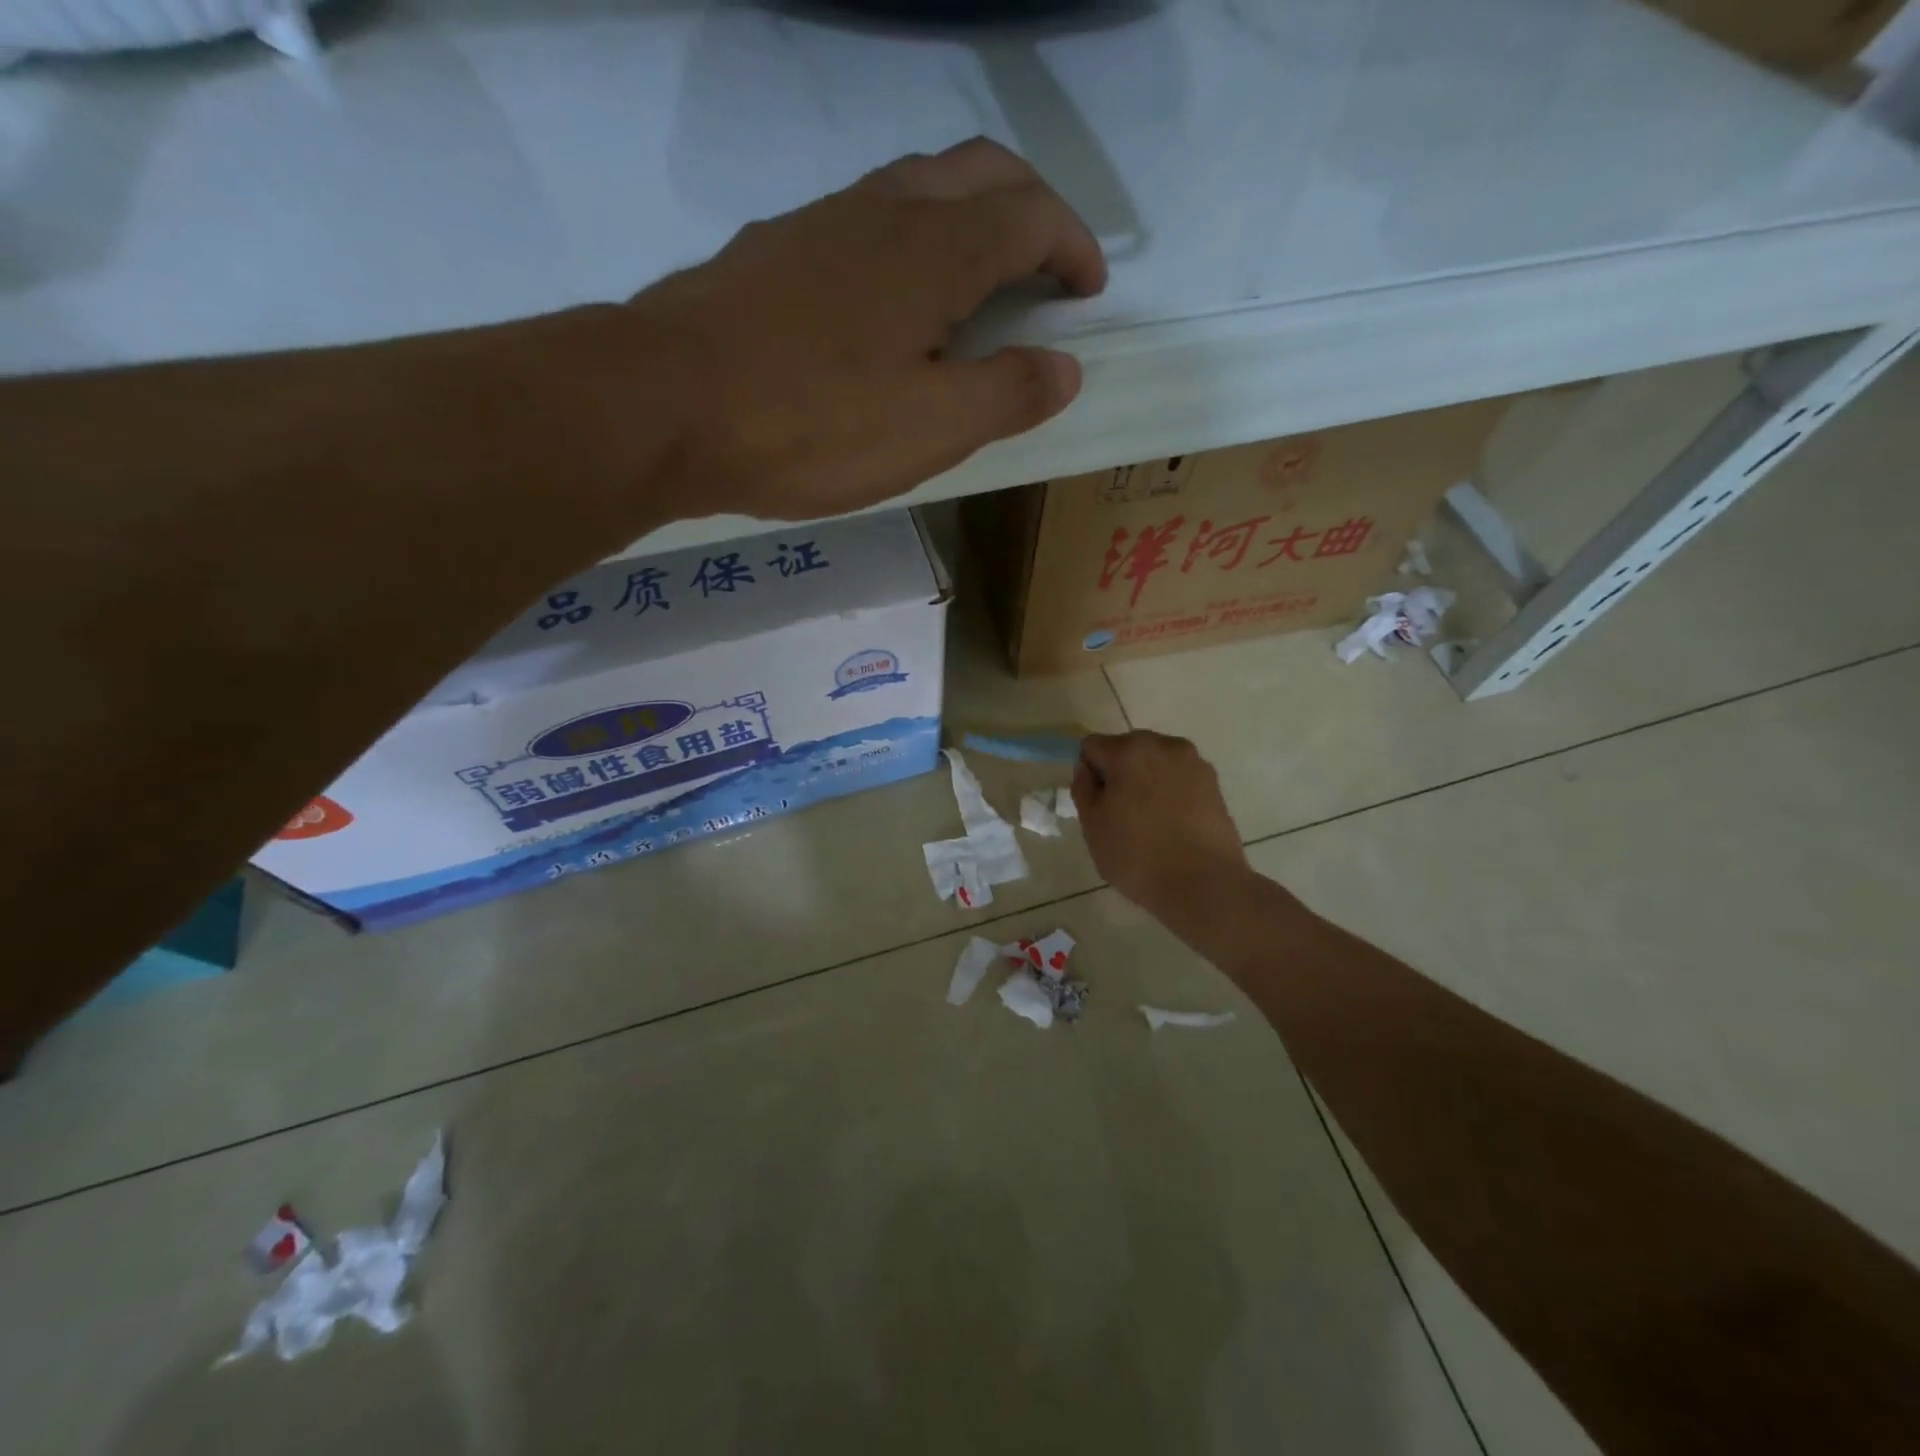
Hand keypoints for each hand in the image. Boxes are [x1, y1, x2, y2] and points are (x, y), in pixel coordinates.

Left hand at [625, 137, 1105, 523]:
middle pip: (978, 172)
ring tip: (978, 288)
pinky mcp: (774, 250)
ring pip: (916, 187)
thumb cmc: (810, 424)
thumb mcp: (930, 429)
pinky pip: (863, 222)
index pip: (1031, 215)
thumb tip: (1064, 368)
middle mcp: (882, 210)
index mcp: (935, 249)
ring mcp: (820, 222)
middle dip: (1030, 209)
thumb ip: (1006, 394)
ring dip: (966, 220)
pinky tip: (892, 305)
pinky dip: (907, 243)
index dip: (1073, 246)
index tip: (1089, 291)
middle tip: (1047, 269)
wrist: (664, 406)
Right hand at [1073, 731, 1249, 918]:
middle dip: (1119, 773)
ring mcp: (1194, 763)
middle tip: (1120, 815)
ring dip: (1146, 781)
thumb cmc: (1138, 856)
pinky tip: (1173, 825)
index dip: (1089, 775)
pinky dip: (1171, 792)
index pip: (1092, 747)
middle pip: (1127, 749)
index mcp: (1129, 750)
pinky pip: (1179, 779)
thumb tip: (1088, 770)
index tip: (1096, 805)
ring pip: (1155, 763)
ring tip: (1151, 822)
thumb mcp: (1092, 826)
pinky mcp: (1214, 784)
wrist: (1204, 885)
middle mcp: (1164, 745)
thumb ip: (1083, 788)